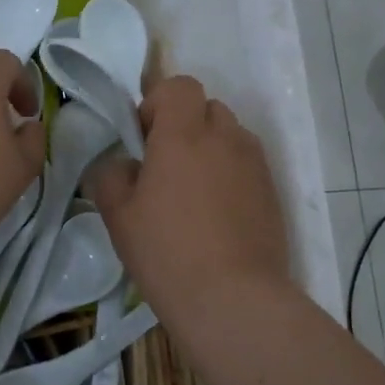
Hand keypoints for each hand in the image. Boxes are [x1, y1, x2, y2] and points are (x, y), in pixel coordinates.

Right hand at [86, 74, 289, 324]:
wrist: (232, 298)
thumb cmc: (166, 251)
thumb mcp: (118, 215)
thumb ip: (112, 175)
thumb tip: (124, 165)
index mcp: (184, 134)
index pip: (178, 86)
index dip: (157, 104)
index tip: (143, 141)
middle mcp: (225, 138)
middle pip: (207, 108)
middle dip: (184, 126)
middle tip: (164, 169)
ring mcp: (255, 165)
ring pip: (229, 137)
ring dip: (209, 151)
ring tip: (192, 196)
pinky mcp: (272, 192)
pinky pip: (246, 166)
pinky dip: (229, 177)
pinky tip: (215, 217)